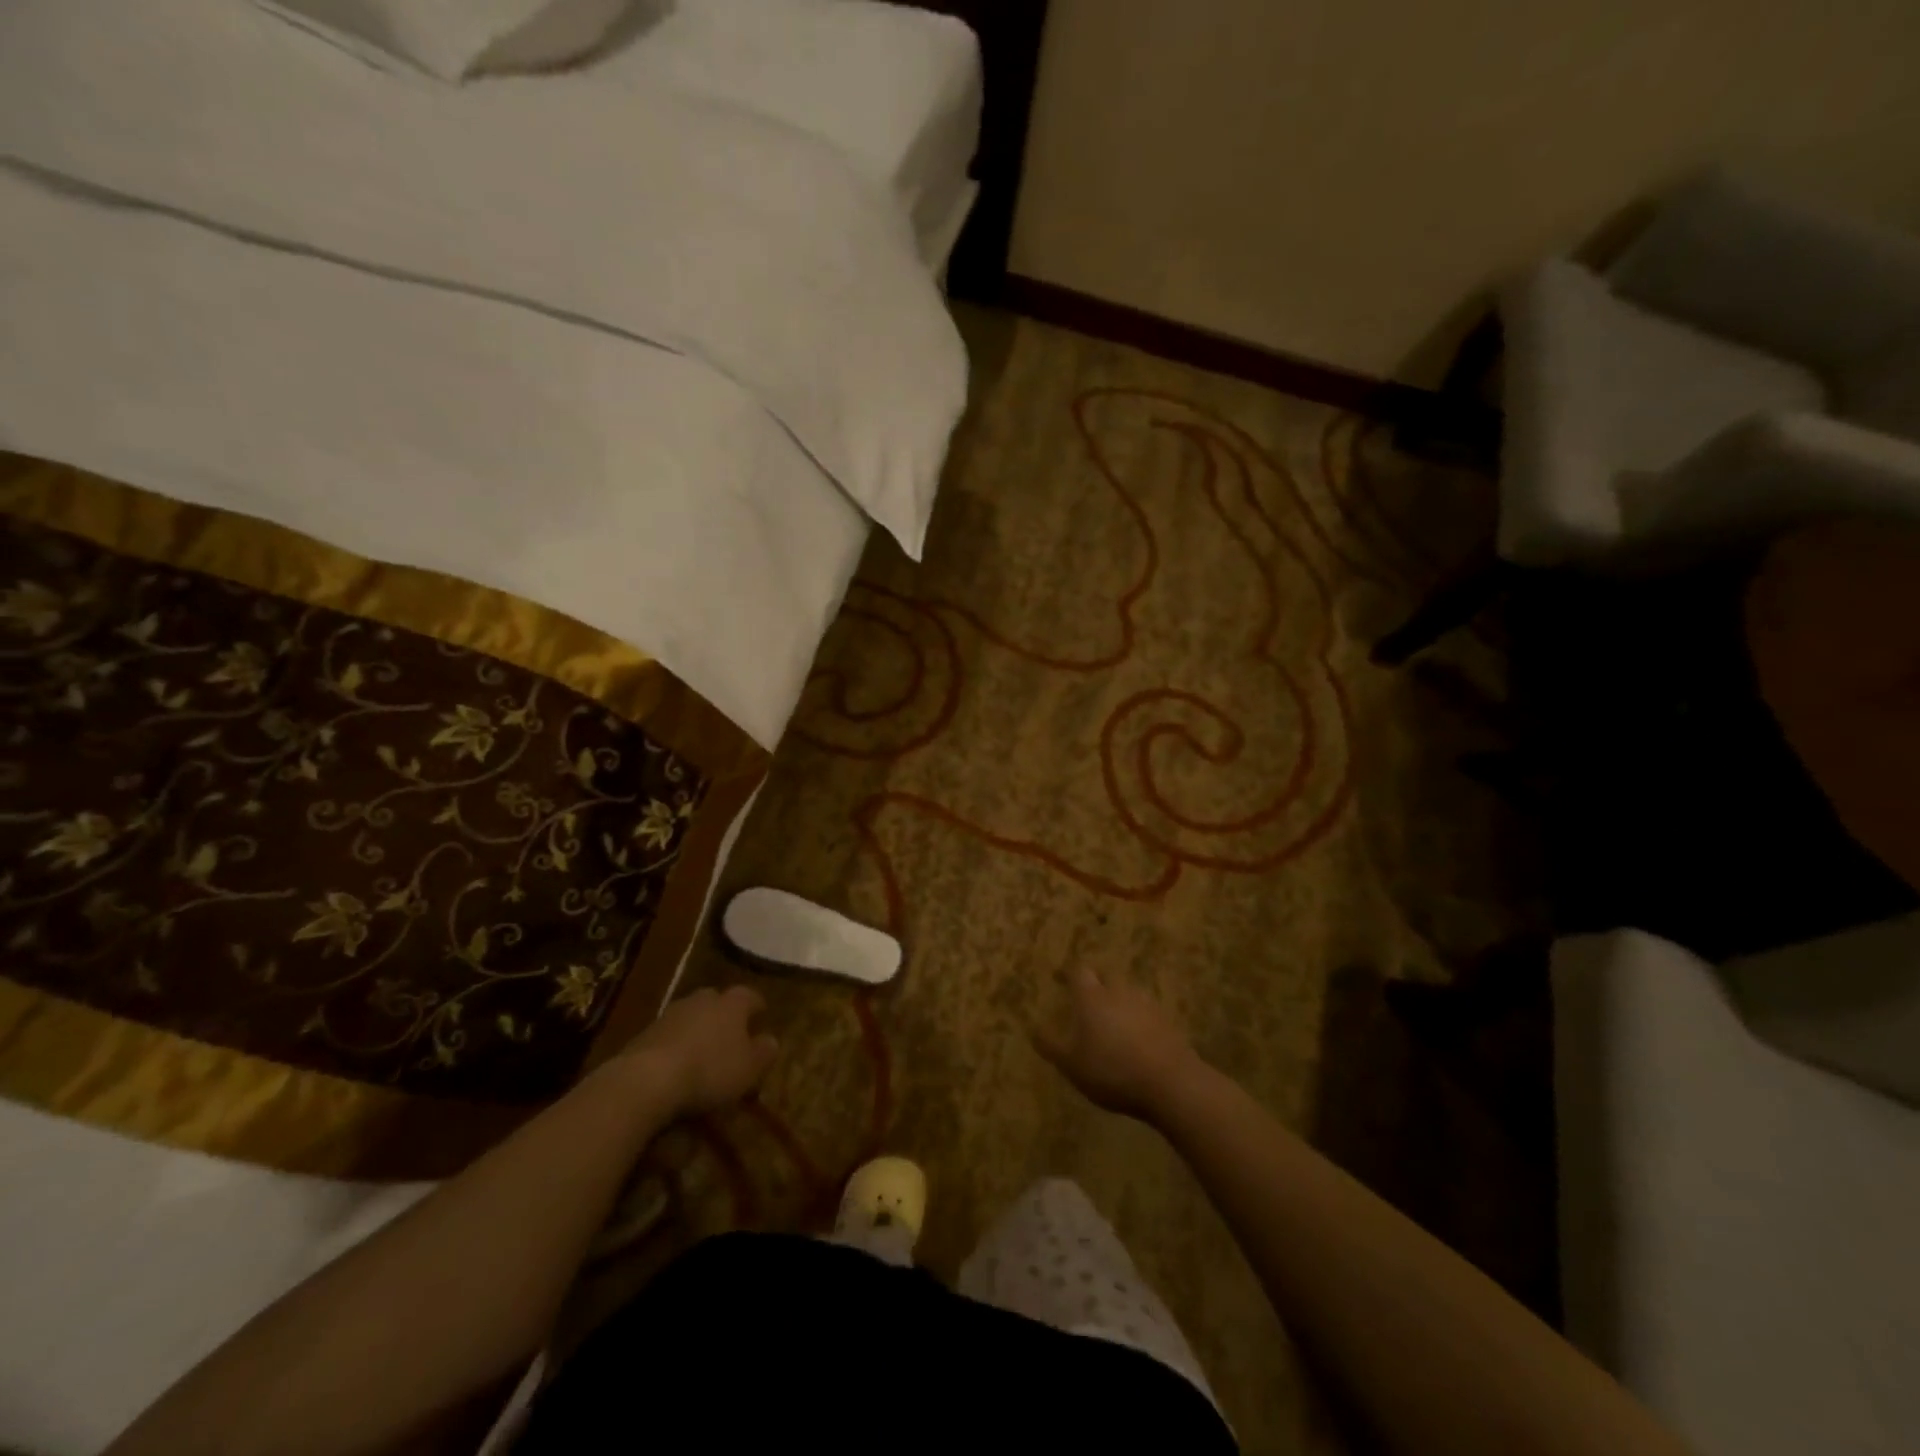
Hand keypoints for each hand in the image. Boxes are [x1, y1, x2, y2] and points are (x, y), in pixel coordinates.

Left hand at [620, 985, 778, 1117]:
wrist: (647, 1079)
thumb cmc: (710, 1070)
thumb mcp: (749, 1068)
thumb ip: (764, 1052)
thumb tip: (772, 1040)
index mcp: (732, 1003)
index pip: (750, 996)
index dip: (757, 1006)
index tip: (762, 1015)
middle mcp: (703, 999)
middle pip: (718, 1001)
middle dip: (725, 1014)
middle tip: (731, 1033)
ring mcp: (671, 1013)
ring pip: (692, 1016)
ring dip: (698, 1029)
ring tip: (702, 1051)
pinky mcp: (645, 1032)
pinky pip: (669, 1034)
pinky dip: (676, 1044)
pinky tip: (677, 1064)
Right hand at [1033, 966, 1202, 1120]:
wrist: (1170, 1082)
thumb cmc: (1111, 1070)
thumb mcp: (1071, 1064)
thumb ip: (1051, 1045)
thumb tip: (1033, 1028)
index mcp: (1091, 997)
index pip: (1078, 971)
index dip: (1067, 972)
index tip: (1059, 977)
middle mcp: (1118, 991)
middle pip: (1105, 976)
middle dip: (1094, 982)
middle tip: (1086, 997)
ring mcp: (1146, 1004)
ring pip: (1127, 992)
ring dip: (1117, 999)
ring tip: (1110, 1017)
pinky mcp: (1167, 1021)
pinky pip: (1145, 1011)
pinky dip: (1137, 1017)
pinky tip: (1135, 1036)